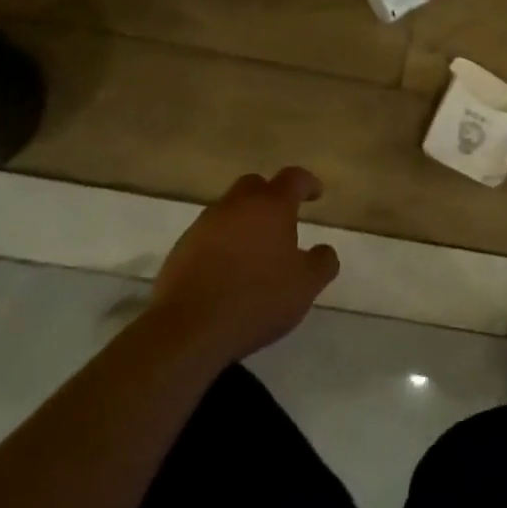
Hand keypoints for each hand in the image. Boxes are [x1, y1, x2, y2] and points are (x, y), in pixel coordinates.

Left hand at [143, 167, 339, 368]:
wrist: (188, 329)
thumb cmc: (256, 299)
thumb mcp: (305, 286)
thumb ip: (322, 263)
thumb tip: (325, 250)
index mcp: (271, 205)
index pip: (294, 178)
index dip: (308, 183)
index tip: (316, 193)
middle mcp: (237, 204)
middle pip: (256, 186)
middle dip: (270, 197)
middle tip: (281, 221)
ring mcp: (205, 224)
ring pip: (229, 210)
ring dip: (244, 222)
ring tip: (254, 252)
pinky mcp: (181, 248)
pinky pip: (208, 236)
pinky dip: (221, 245)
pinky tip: (226, 272)